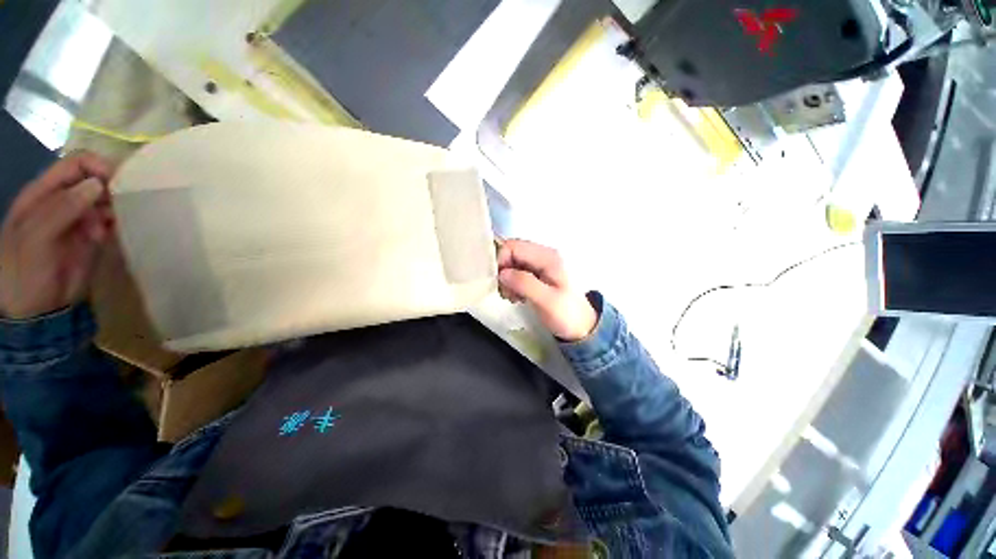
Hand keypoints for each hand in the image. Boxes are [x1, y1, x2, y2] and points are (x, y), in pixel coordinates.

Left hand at [0, 152, 114, 318]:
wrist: (36, 310)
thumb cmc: (25, 270)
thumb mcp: (36, 237)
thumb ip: (62, 207)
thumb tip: (98, 184)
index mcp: (44, 193)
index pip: (74, 164)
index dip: (96, 166)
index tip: (117, 181)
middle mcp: (64, 201)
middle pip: (95, 180)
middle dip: (112, 188)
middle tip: (122, 206)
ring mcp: (80, 220)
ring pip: (107, 200)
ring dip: (118, 207)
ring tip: (118, 224)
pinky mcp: (95, 238)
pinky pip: (113, 221)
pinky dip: (122, 222)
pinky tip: (123, 232)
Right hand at [497, 239, 596, 341]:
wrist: (581, 328)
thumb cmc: (566, 314)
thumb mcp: (546, 300)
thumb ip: (524, 283)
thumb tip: (502, 273)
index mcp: (547, 257)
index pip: (514, 246)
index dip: (501, 261)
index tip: (499, 281)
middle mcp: (543, 256)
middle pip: (512, 253)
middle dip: (503, 271)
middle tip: (505, 292)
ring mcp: (540, 265)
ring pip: (513, 263)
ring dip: (507, 279)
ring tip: (511, 297)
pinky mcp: (537, 275)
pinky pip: (517, 273)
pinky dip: (512, 284)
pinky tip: (516, 297)